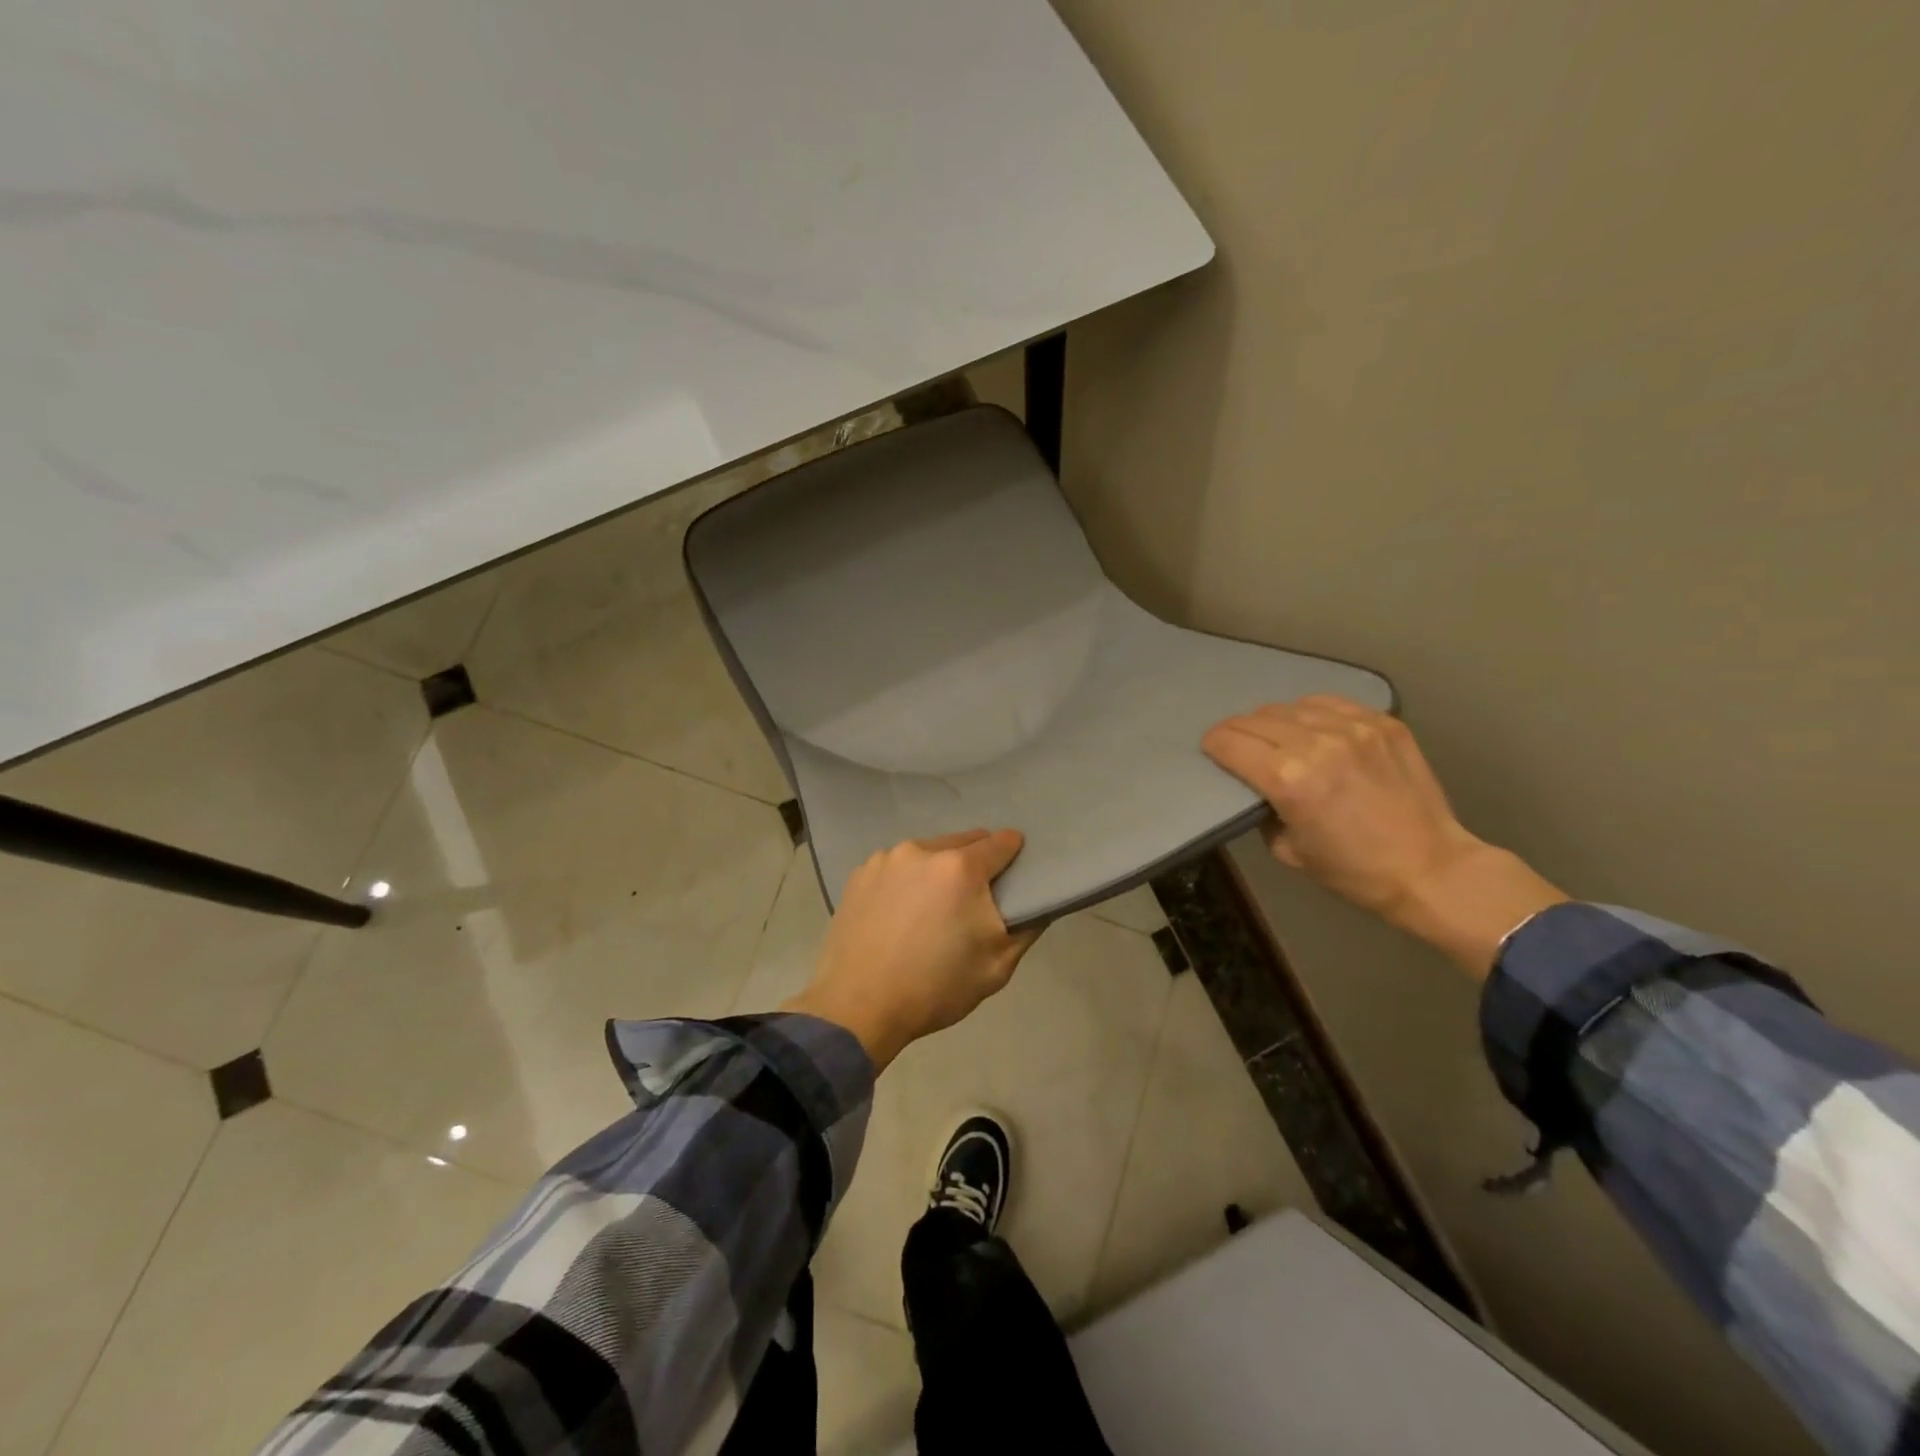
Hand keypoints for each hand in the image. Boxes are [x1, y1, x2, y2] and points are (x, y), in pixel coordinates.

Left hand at [782, 829, 1038, 1069]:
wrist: (858, 1008)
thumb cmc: (935, 988)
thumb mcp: (998, 967)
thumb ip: (1027, 927)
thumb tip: (1038, 903)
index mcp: (960, 868)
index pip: (1001, 842)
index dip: (1014, 854)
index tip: (1014, 873)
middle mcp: (921, 851)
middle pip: (963, 842)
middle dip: (975, 862)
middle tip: (973, 899)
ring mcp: (885, 859)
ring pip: (927, 852)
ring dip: (938, 869)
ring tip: (932, 908)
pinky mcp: (859, 874)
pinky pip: (896, 866)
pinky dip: (906, 880)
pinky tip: (900, 912)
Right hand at [1202, 697, 1565, 977]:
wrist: (1432, 869)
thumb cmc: (1353, 871)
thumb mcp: (1288, 851)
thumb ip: (1263, 811)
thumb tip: (1255, 788)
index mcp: (1289, 781)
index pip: (1231, 743)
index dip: (1213, 745)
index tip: (1211, 750)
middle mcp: (1317, 745)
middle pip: (1255, 719)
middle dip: (1237, 731)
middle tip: (1236, 744)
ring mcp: (1354, 729)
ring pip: (1290, 707)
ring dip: (1271, 720)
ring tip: (1274, 735)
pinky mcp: (1382, 723)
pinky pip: (1330, 703)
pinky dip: (1310, 712)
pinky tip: (1311, 727)